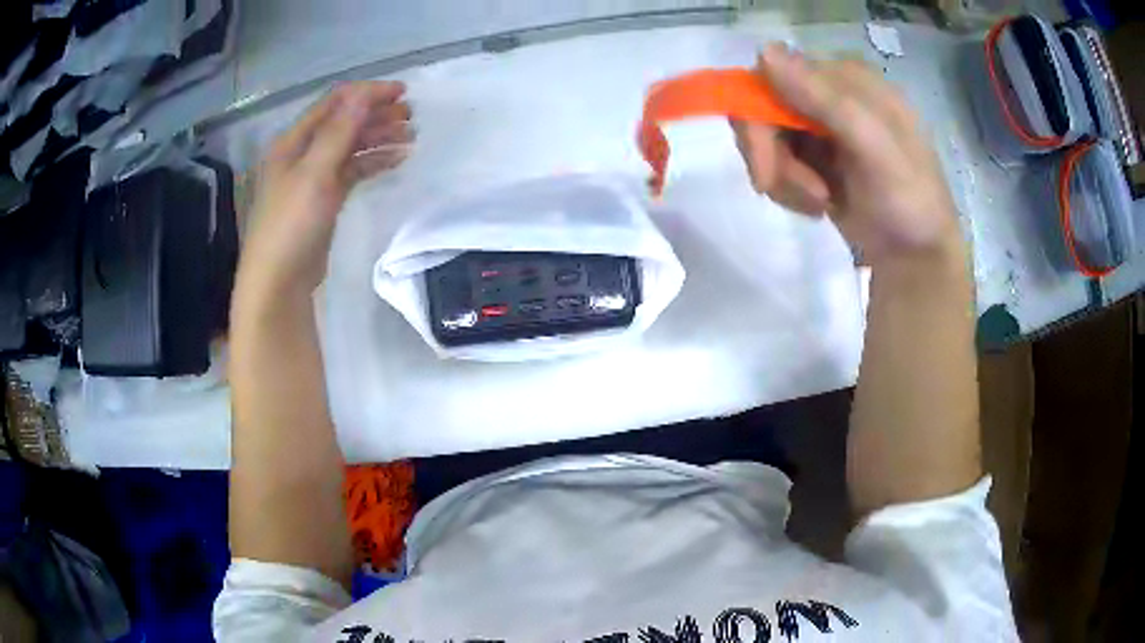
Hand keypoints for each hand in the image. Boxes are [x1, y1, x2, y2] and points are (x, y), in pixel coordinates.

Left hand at [238, 82, 412, 300]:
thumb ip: (339, 132)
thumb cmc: (291, 225)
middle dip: (377, 114)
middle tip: (411, 116)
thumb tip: (363, 93)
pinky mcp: (325, 198)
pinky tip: (396, 160)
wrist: (279, 282)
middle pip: (344, 122)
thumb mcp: (314, 174)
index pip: (334, 104)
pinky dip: (373, 162)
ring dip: (379, 137)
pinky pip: (352, 170)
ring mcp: (314, 176)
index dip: (367, 93)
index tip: (402, 92)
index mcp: (294, 141)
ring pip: (351, 146)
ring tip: (411, 136)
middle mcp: (303, 153)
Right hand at [732, 44, 959, 267]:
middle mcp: (830, 94)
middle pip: (763, 107)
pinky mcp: (815, 158)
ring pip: (767, 139)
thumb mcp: (875, 149)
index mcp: (848, 79)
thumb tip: (762, 52)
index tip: (766, 168)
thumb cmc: (908, 202)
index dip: (759, 117)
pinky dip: (788, 190)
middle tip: (776, 190)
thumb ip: (825, 100)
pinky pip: (777, 163)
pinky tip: (818, 207)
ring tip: (818, 203)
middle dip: (771, 155)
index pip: (774, 74)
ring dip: (783, 178)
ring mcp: (821, 127)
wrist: (917, 260)